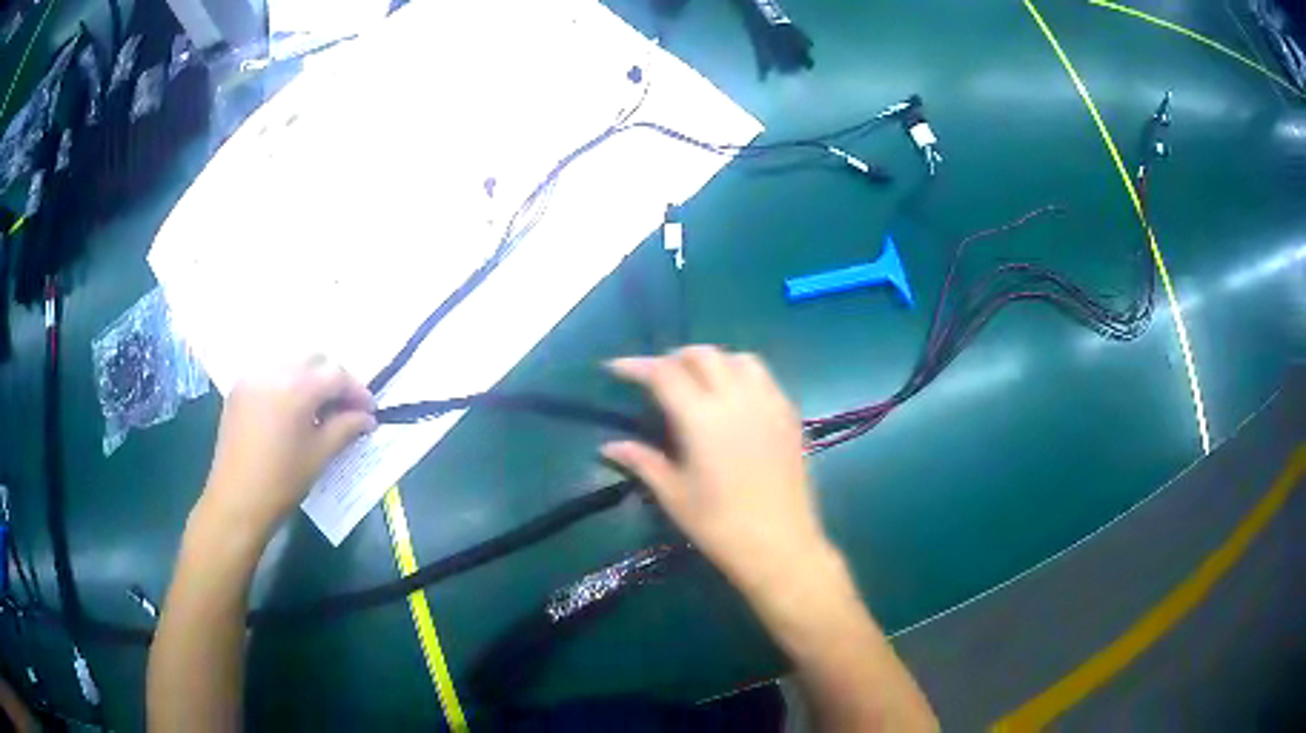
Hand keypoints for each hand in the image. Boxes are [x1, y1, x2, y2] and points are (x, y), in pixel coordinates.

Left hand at [201, 356, 375, 533]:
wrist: (235, 501)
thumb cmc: (282, 482)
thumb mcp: (319, 455)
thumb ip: (345, 428)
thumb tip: (366, 418)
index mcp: (295, 388)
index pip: (336, 375)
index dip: (357, 391)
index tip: (369, 411)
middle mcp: (273, 372)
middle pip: (314, 361)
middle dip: (334, 380)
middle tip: (347, 408)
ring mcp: (253, 378)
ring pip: (291, 365)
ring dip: (310, 380)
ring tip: (319, 411)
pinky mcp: (240, 389)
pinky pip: (271, 375)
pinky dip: (288, 385)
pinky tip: (292, 412)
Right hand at [602, 346, 830, 592]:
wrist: (780, 545)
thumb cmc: (720, 526)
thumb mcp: (674, 495)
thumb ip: (643, 462)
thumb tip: (610, 446)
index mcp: (702, 419)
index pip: (664, 373)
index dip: (636, 365)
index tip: (616, 368)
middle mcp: (738, 399)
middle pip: (703, 354)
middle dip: (674, 358)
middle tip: (657, 377)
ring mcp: (769, 404)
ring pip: (739, 358)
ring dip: (713, 360)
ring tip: (698, 381)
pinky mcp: (790, 415)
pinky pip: (764, 378)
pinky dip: (742, 374)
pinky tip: (733, 400)